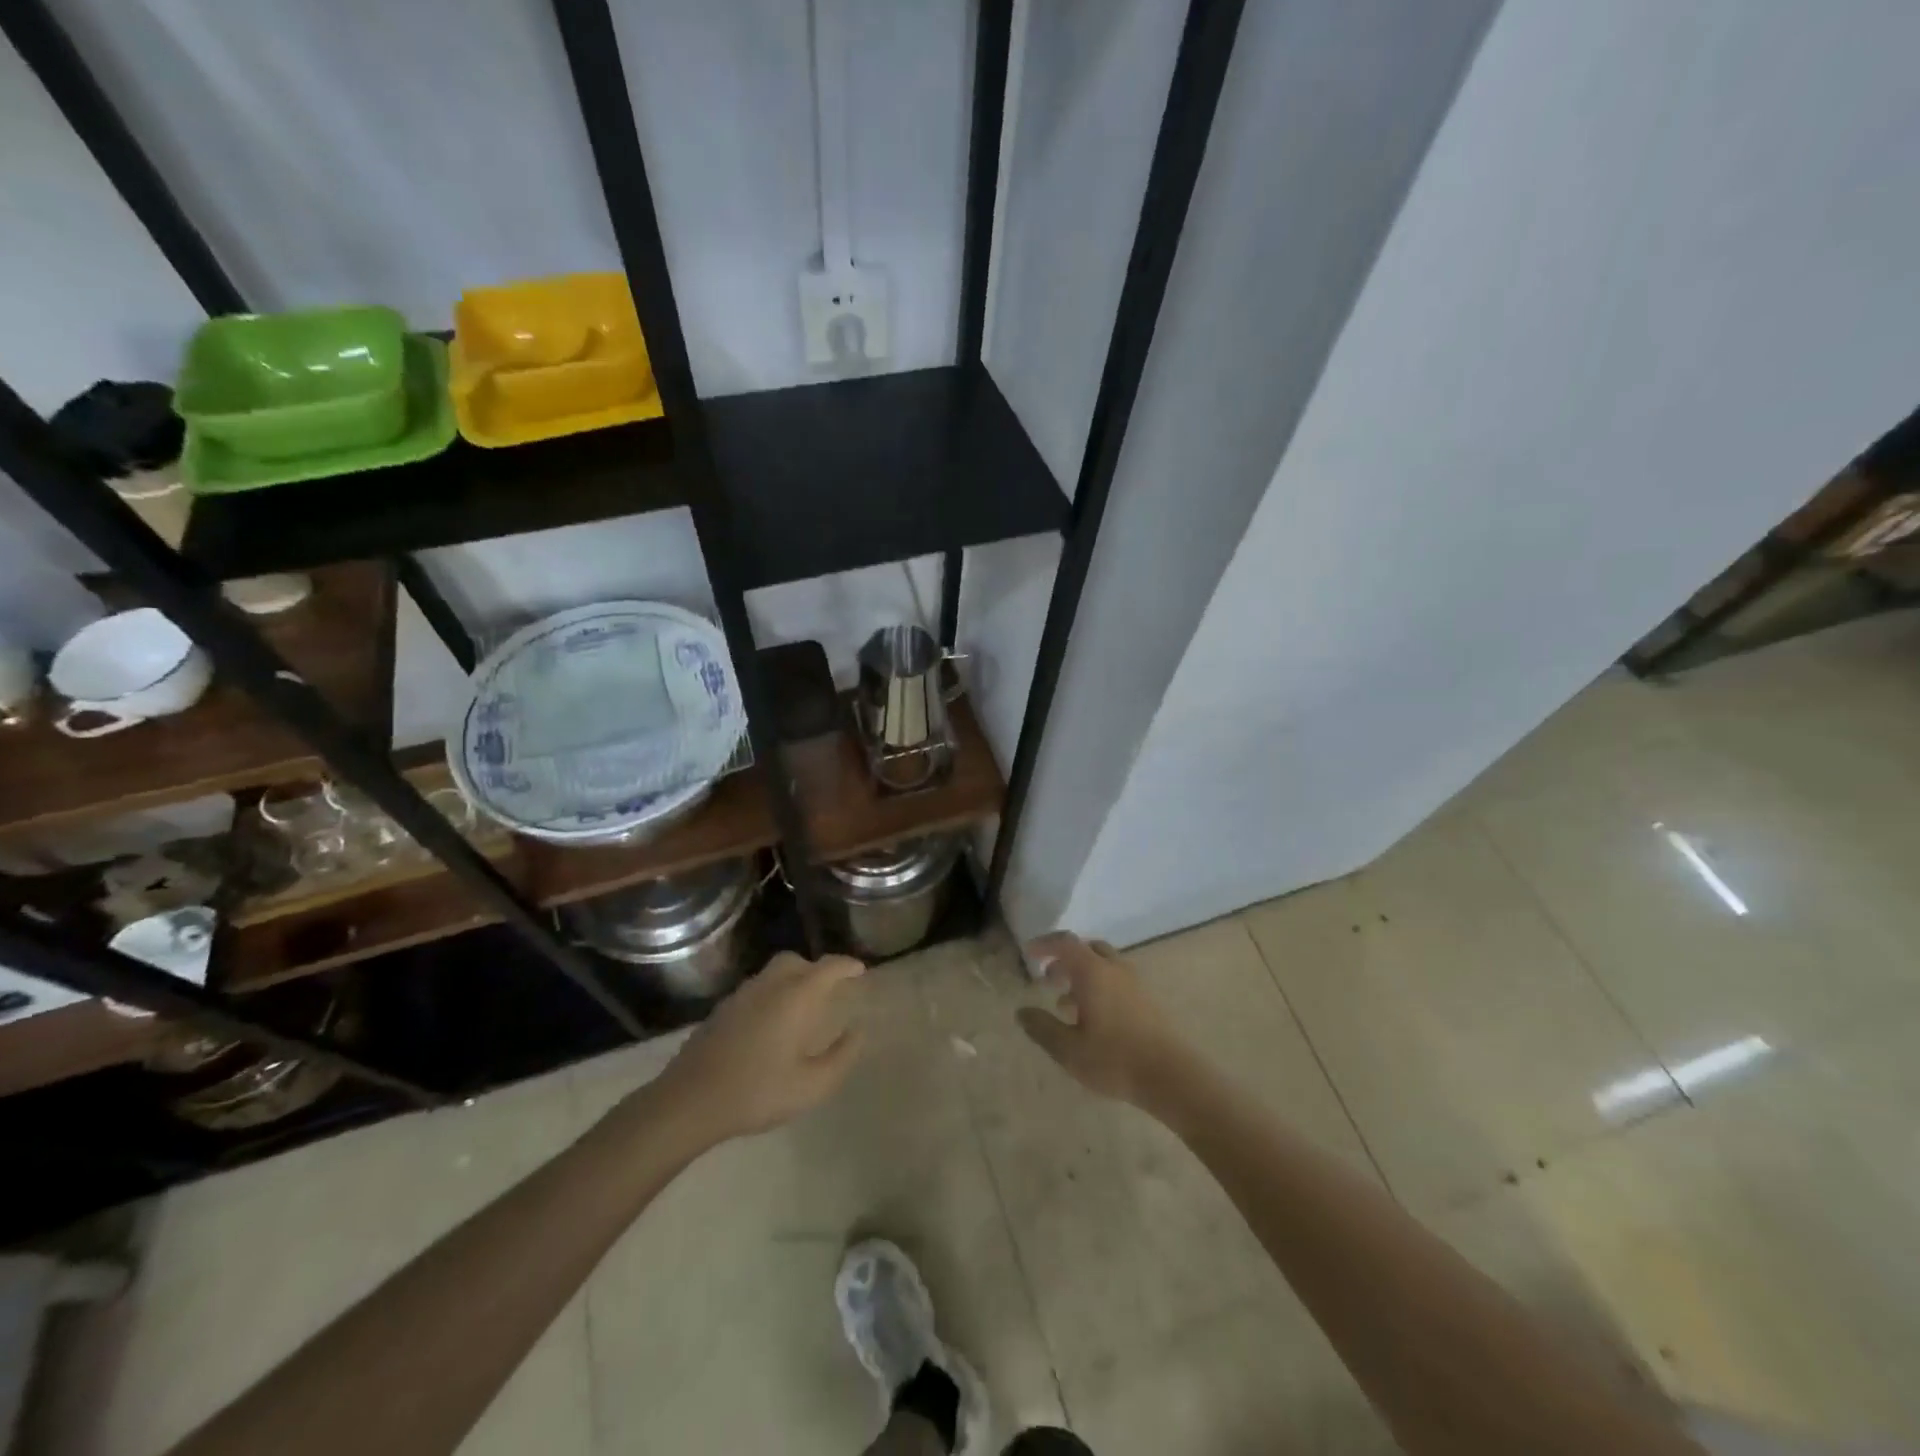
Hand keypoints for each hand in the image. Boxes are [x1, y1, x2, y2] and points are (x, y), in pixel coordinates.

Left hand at [655, 952, 865, 1143]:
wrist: (689, 1101)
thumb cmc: (757, 1092)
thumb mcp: (811, 1085)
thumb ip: (841, 1057)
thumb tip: (858, 1032)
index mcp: (795, 996)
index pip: (828, 967)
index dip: (847, 965)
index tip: (860, 971)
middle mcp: (769, 985)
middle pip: (796, 961)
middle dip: (817, 969)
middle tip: (830, 989)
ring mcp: (741, 995)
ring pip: (773, 973)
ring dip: (792, 980)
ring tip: (802, 1007)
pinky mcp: (722, 1010)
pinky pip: (756, 989)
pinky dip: (772, 994)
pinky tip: (771, 1024)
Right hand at [1017, 933, 1197, 1112]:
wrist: (1172, 1076)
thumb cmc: (1115, 1059)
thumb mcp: (1069, 1049)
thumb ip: (1042, 1028)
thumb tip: (1022, 1012)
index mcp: (1093, 972)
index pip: (1065, 943)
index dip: (1045, 944)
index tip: (1029, 954)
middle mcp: (1114, 969)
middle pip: (1086, 949)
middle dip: (1064, 959)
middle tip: (1048, 978)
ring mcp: (1134, 983)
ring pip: (1103, 965)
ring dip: (1082, 975)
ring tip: (1065, 1002)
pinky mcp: (1147, 1000)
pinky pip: (1116, 980)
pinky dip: (1098, 987)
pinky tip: (1093, 1019)